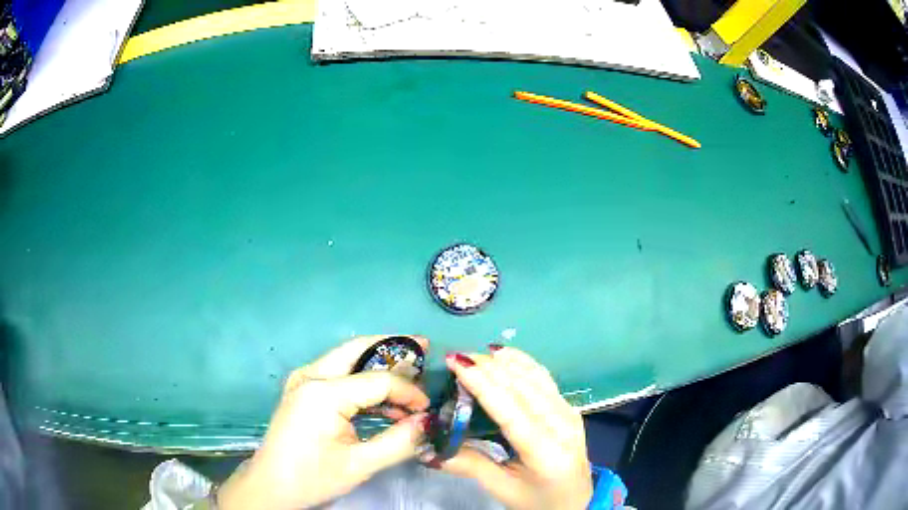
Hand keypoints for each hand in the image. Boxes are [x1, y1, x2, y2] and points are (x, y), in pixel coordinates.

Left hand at [217, 335, 430, 509]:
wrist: (271, 487)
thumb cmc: (312, 478)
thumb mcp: (360, 465)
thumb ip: (399, 441)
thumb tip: (428, 422)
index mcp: (323, 392)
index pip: (378, 380)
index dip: (409, 391)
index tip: (427, 408)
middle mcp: (311, 375)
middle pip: (358, 349)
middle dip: (392, 347)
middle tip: (423, 346)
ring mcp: (303, 380)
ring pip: (347, 358)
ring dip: (378, 364)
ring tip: (409, 373)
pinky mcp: (302, 389)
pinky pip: (338, 374)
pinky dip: (362, 379)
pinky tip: (381, 396)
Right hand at [441, 347, 592, 509]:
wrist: (577, 502)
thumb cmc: (538, 501)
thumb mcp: (503, 489)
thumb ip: (470, 465)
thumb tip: (429, 449)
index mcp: (546, 452)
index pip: (511, 411)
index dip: (483, 383)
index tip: (456, 362)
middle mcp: (563, 426)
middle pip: (524, 388)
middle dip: (489, 367)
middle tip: (457, 356)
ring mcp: (570, 413)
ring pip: (536, 378)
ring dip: (505, 362)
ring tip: (476, 354)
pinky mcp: (570, 408)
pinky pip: (545, 379)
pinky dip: (524, 363)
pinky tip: (506, 355)